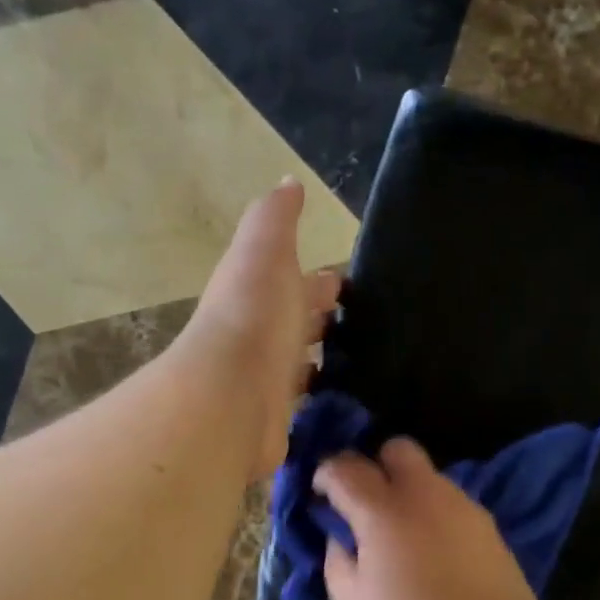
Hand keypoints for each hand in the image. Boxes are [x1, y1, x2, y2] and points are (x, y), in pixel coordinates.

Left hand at [186, 180, 341, 482]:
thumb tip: (289, 183)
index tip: (348, 281)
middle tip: (366, 321)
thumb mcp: (265, 251)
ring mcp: (268, 378)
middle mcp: (261, 333)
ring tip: (367, 359)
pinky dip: (324, 395)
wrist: (231, 393)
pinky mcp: (279, 415)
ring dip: (325, 357)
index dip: (320, 280)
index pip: (294, 281)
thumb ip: (275, 218)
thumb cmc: (255, 315)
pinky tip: (350, 397)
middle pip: (297, 322)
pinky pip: (307, 401)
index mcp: (259, 291)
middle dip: (322, 317)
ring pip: (303, 362)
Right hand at [314, 438, 550, 599]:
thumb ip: (336, 560)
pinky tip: (434, 550)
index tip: (321, 495)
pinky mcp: (489, 524)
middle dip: (375, 465)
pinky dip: (434, 512)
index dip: (326, 474)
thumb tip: (340, 536)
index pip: (345, 467)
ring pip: (428, 475)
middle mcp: (425, 494)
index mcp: (383, 511)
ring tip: (401, 535)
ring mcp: (463, 506)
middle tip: (365, 504)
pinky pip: (451, 502)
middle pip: (397, 449)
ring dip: (407, 491)